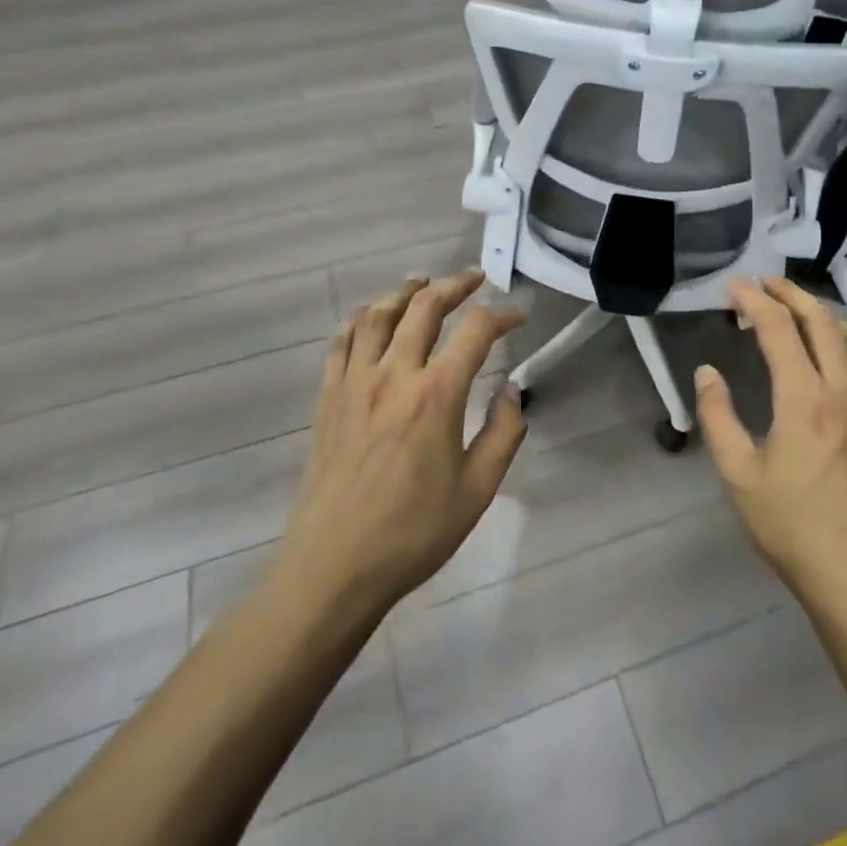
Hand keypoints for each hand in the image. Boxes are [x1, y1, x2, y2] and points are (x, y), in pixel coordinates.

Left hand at [269, 270, 527, 624]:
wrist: (334, 567)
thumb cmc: (413, 532)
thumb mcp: (477, 490)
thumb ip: (503, 433)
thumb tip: (513, 390)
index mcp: (436, 394)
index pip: (475, 331)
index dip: (502, 314)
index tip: (518, 315)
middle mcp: (394, 374)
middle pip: (424, 306)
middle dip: (454, 285)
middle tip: (474, 278)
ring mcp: (354, 382)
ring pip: (378, 315)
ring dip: (405, 291)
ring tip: (422, 282)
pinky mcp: (328, 398)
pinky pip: (342, 342)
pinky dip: (360, 320)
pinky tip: (370, 318)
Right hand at [695, 276, 846, 609]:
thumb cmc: (791, 526)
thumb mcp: (738, 474)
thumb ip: (717, 416)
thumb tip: (707, 372)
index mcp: (804, 399)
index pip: (779, 329)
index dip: (754, 300)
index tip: (734, 287)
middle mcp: (842, 390)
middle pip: (821, 321)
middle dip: (790, 293)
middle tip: (763, 282)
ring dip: (821, 312)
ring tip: (795, 306)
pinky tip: (841, 346)